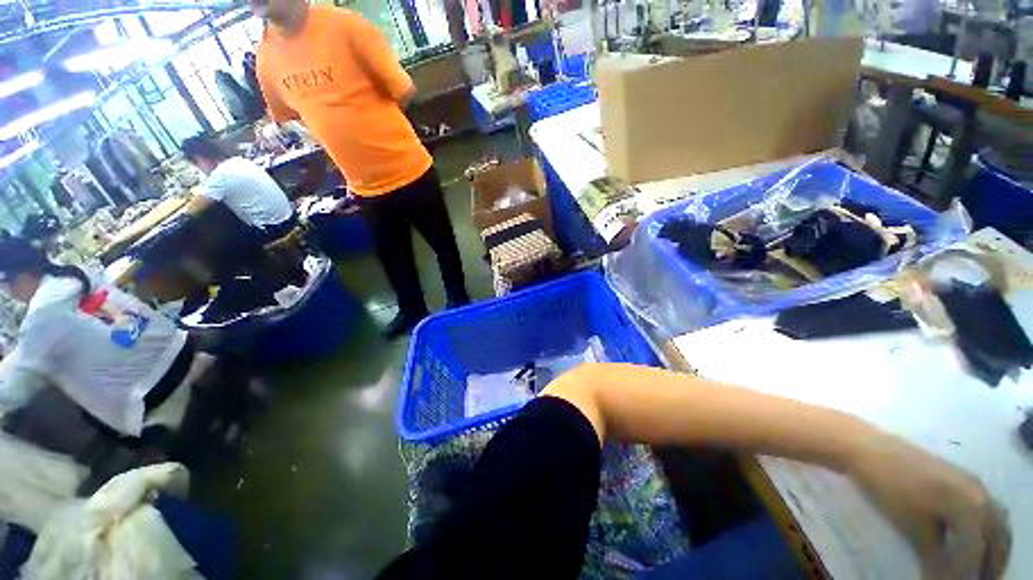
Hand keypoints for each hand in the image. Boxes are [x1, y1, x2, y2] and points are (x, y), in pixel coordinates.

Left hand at [849, 433, 1010, 578]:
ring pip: (994, 522)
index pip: (976, 552)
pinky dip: (982, 531)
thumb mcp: (914, 528)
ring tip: (975, 569)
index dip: (965, 576)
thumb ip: (936, 557)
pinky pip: (983, 509)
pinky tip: (968, 544)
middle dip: (992, 564)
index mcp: (972, 507)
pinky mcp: (959, 477)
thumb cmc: (890, 488)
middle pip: (997, 536)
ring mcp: (971, 482)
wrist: (868, 448)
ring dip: (991, 547)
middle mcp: (980, 493)